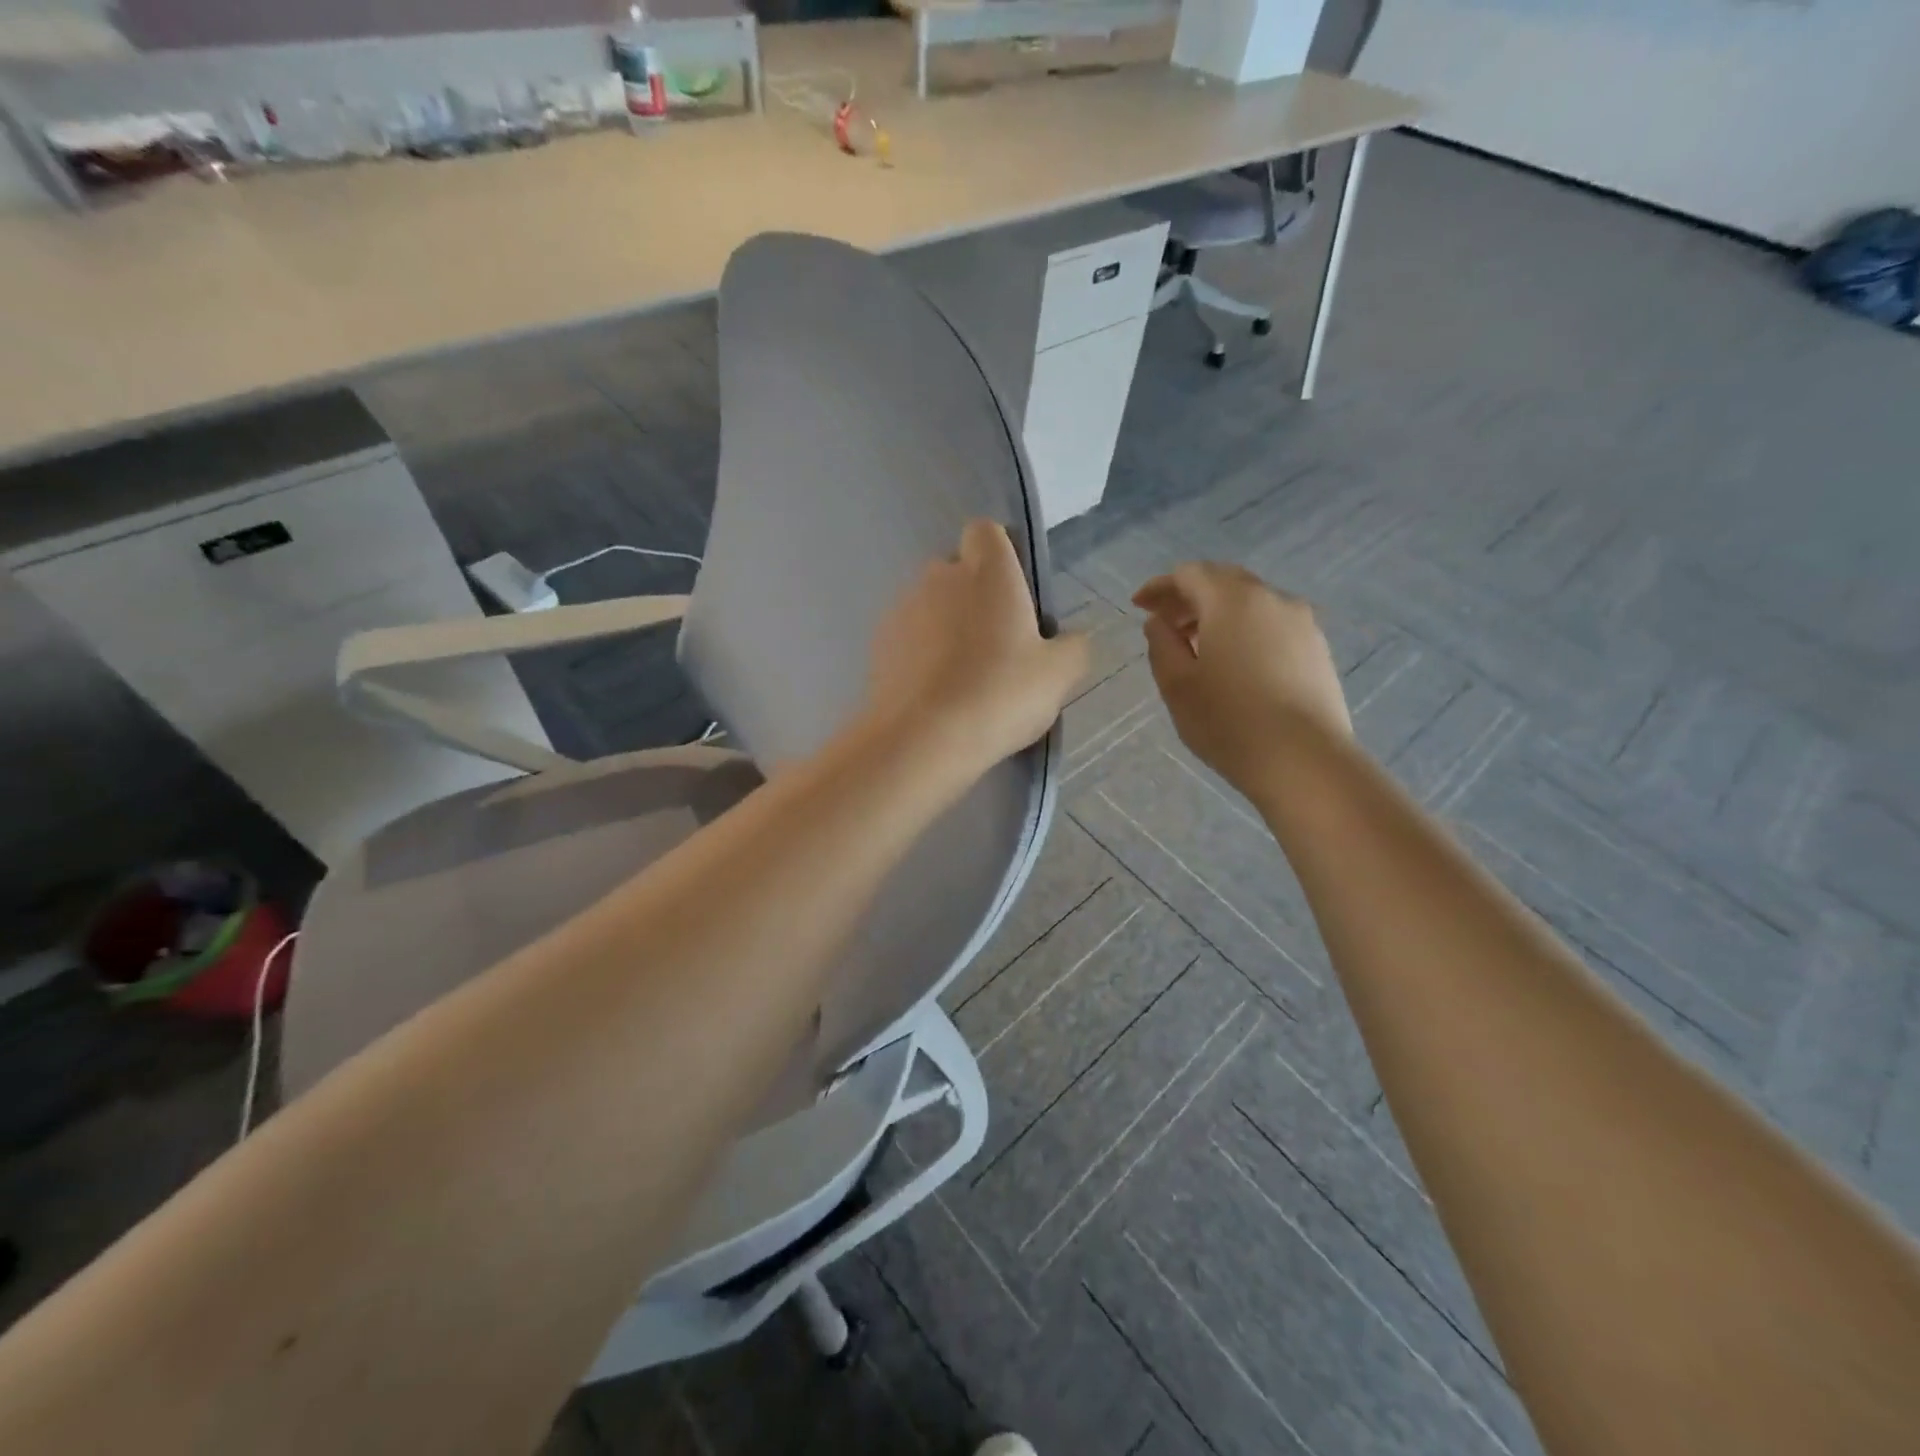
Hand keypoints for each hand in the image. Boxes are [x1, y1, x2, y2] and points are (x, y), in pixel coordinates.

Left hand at [867, 520, 1089, 775]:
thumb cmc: (1001, 693)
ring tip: (963, 677)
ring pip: (929, 606)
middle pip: (957, 572)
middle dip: (974, 598)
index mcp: (987, 571)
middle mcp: (939, 577)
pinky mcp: (878, 645)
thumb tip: (1067, 640)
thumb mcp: (1059, 674)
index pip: (986, 532)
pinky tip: (935, 693)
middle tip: (997, 645)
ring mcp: (901, 610)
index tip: (1014, 594)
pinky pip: (906, 639)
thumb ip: (1072, 646)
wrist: (924, 739)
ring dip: (945, 628)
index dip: (1000, 556)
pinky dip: (920, 655)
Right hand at [1133, 563, 1350, 795]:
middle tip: (1165, 623)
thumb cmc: (1228, 721)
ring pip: (1251, 602)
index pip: (1189, 574)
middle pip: (1223, 581)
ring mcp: (1302, 622)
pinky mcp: (1317, 648)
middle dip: (1190, 596)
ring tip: (1198, 646)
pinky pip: (1272, 623)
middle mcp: (1271, 598)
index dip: (1160, 587)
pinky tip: (1235, 662)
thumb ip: (1161, 644)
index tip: (1139, 606)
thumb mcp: (1177, 684)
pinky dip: (1245, 629)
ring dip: (1219, 614)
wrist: (1303, 760)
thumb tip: (1160, 622)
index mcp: (1231, 600)